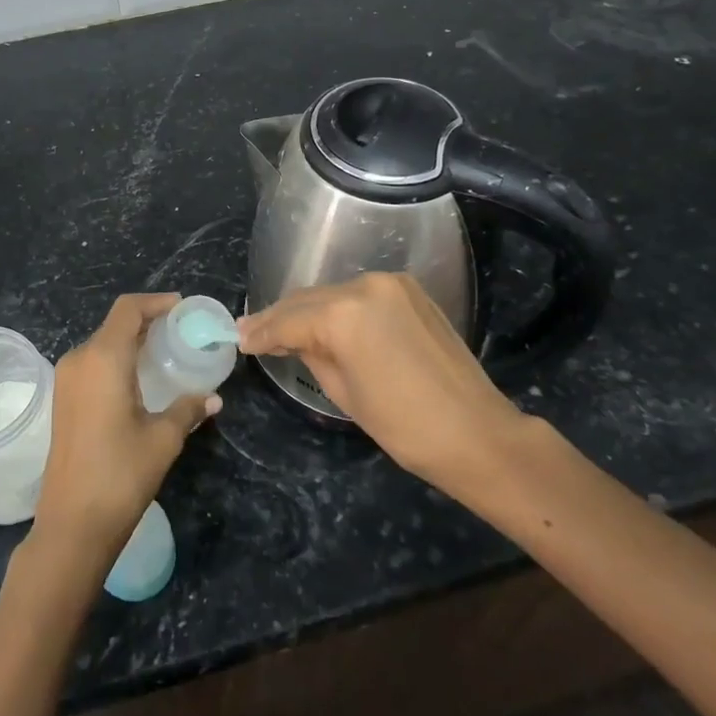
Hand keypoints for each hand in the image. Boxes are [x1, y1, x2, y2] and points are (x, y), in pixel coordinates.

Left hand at [33, 294, 220, 568]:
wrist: (72, 524)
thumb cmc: (120, 474)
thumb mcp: (163, 439)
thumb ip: (187, 409)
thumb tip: (213, 398)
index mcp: (103, 358)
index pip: (128, 310)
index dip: (156, 302)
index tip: (182, 308)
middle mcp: (79, 359)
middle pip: (115, 324)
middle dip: (147, 322)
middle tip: (180, 332)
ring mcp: (66, 380)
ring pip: (102, 344)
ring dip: (131, 342)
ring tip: (164, 353)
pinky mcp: (62, 400)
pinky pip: (92, 364)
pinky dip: (117, 360)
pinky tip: (139, 380)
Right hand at [237, 272, 525, 499]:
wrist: (476, 432)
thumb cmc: (404, 425)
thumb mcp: (343, 392)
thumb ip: (310, 353)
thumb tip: (290, 338)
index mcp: (343, 313)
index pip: (289, 319)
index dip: (261, 331)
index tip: (239, 338)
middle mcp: (365, 285)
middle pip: (309, 299)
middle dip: (281, 317)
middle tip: (252, 332)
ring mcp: (391, 283)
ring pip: (334, 293)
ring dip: (310, 310)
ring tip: (286, 329)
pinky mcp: (410, 290)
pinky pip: (362, 295)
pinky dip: (341, 308)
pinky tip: (328, 322)